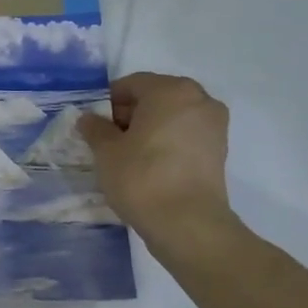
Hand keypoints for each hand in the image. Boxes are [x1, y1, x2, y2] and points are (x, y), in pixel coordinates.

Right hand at [78, 73, 237, 261]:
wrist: (187, 223)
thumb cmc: (141, 177)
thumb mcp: (106, 152)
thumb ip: (95, 129)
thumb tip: (89, 119)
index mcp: (171, 90)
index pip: (132, 84)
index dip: (108, 102)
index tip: (93, 123)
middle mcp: (199, 99)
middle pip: (156, 97)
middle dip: (130, 113)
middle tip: (108, 138)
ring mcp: (214, 125)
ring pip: (172, 117)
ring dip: (149, 128)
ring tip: (127, 154)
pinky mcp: (219, 150)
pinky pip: (185, 135)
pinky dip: (166, 142)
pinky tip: (148, 164)